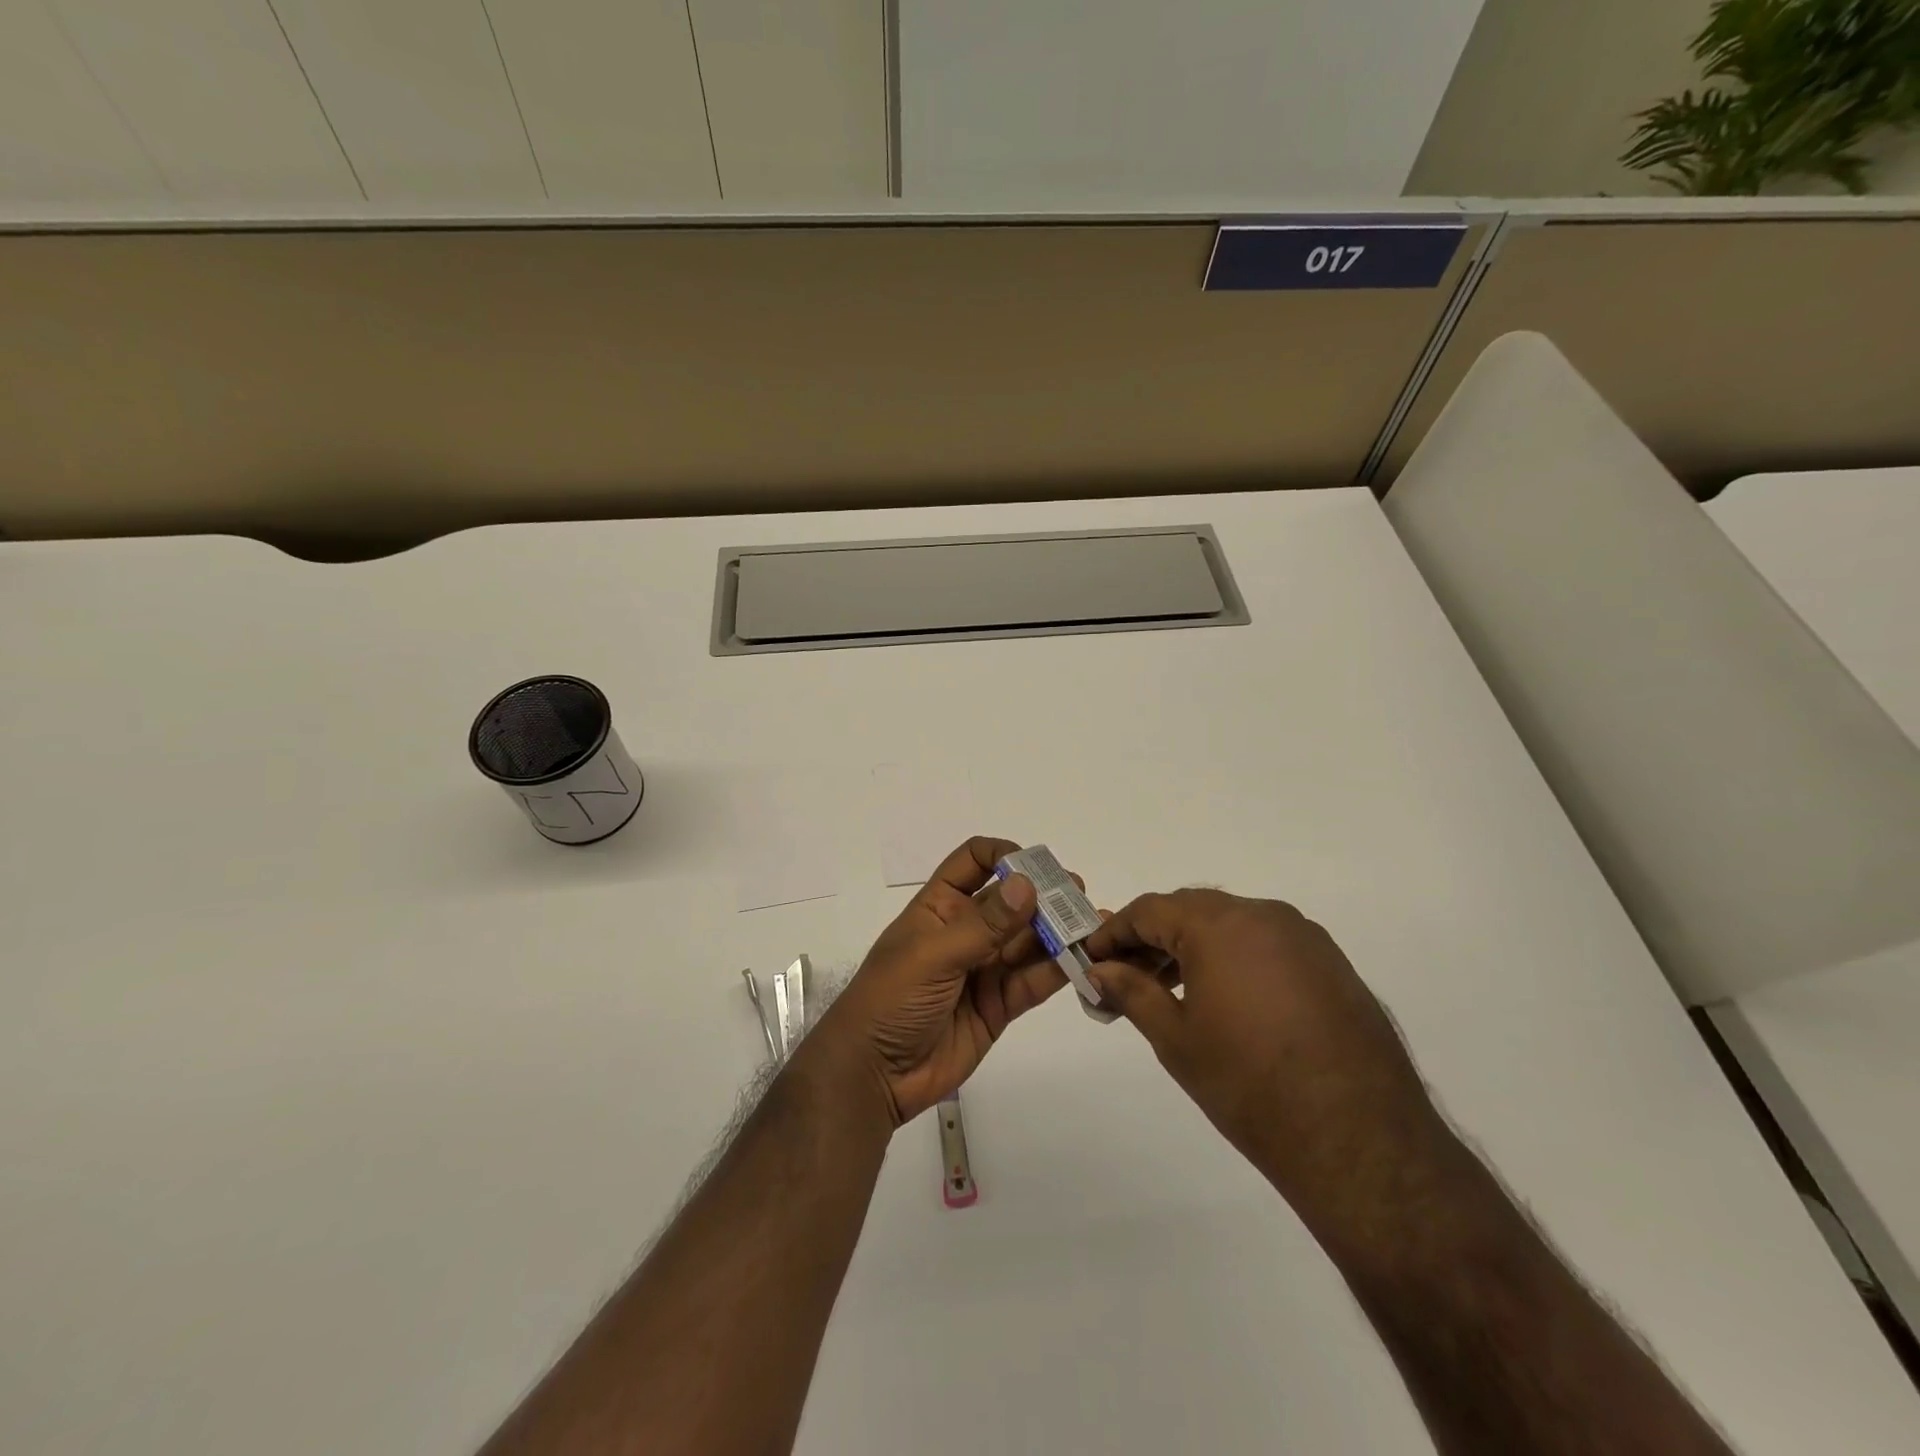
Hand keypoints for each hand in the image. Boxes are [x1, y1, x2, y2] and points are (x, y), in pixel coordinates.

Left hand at [815, 837, 1070, 1126]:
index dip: (1004, 855)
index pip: (974, 861)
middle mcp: (965, 930)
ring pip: (1028, 941)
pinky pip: (1032, 981)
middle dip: (1044, 894)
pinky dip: (1057, 971)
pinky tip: (1082, 960)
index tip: (1035, 867)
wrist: (873, 1075)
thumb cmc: (891, 999)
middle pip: (1011, 901)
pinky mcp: (999, 1005)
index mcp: (940, 906)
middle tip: (1079, 895)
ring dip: (1058, 932)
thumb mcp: (933, 955)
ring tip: (1092, 925)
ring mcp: (984, 968)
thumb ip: (983, 925)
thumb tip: (1027, 884)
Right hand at [1083, 889, 1447, 1227]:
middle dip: (1154, 938)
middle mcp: (1263, 916)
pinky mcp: (1332, 964)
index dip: (1115, 932)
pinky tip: (1228, 1000)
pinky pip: (1268, 944)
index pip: (1150, 910)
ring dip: (1195, 947)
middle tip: (1128, 975)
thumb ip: (1132, 992)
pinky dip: (1236, 958)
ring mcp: (1304, 938)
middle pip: (1192, 911)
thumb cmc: (1248, 1084)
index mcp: (1219, 925)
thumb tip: (1099, 970)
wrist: (1357, 1137)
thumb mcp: (1175, 1038)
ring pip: (1232, 925)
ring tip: (1173, 991)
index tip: (1093, 958)